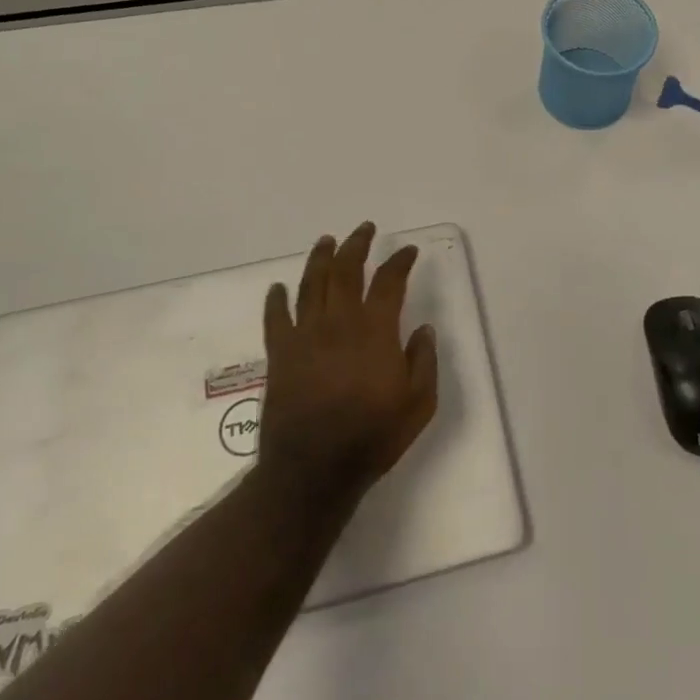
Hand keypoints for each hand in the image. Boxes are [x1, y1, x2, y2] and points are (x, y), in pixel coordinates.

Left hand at [258, 223, 438, 508]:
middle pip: (345, 270)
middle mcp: (339, 322)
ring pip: (311, 284)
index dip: (399, 261)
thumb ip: (424, 361)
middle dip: (357, 244)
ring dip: (320, 258)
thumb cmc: (372, 436)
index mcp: (375, 330)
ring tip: (327, 240)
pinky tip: (277, 288)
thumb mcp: (418, 403)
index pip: (389, 281)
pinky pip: (276, 318)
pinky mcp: (280, 354)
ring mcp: (305, 336)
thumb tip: (423, 329)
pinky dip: (276, 300)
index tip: (408, 251)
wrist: (312, 470)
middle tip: (364, 229)